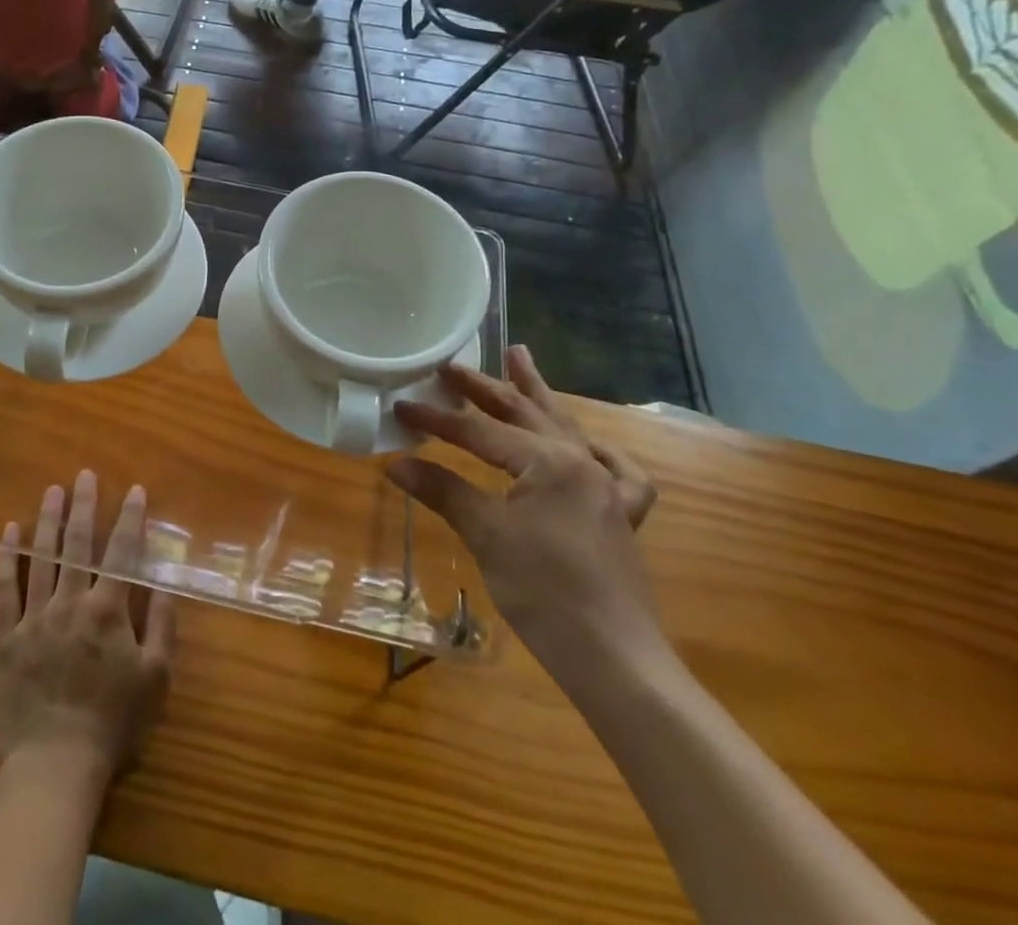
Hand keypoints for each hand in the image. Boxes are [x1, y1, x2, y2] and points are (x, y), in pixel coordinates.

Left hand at [0, 472, 175, 799]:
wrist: (55, 766)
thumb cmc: (113, 725)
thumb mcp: (156, 679)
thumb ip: (162, 626)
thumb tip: (165, 583)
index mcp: (109, 610)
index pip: (122, 552)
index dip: (130, 518)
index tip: (135, 489)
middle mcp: (71, 603)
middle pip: (78, 544)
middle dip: (84, 506)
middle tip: (84, 475)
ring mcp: (35, 617)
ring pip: (42, 557)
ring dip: (48, 521)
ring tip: (52, 490)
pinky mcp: (6, 636)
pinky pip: (5, 589)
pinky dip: (8, 557)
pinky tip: (10, 531)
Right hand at [387, 347, 661, 670]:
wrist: (615, 659)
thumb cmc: (545, 592)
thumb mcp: (486, 535)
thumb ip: (443, 491)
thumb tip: (396, 464)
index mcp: (548, 461)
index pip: (480, 430)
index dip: (437, 418)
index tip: (402, 406)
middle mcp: (581, 462)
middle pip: (524, 412)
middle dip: (485, 386)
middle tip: (454, 365)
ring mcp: (607, 487)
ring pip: (566, 426)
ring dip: (537, 394)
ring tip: (519, 358)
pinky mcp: (620, 515)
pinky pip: (617, 471)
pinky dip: (600, 452)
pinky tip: (588, 447)